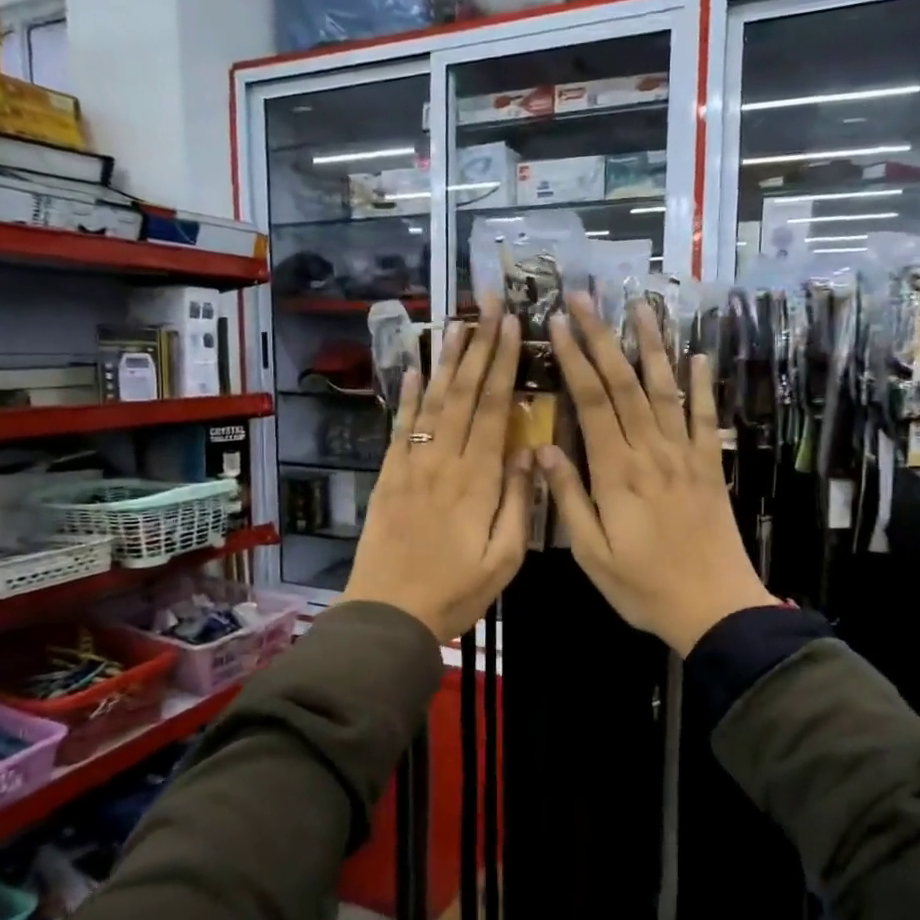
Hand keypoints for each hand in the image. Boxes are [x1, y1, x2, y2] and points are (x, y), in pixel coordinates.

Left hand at [342, 313, 532, 640]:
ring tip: (458, 323)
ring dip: (446, 361)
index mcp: (478, 480)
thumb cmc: (454, 592)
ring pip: (433, 402)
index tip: (513, 326)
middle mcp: (444, 461)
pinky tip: (414, 370)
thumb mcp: (503, 560)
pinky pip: (401, 428)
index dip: (504, 364)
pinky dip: (408, 396)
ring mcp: (412, 465)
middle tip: (489, 305)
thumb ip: (518, 504)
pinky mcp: (389, 476)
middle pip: (464, 394)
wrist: (388, 614)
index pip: (495, 409)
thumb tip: (531, 453)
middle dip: (479, 346)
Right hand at [539, 294, 776, 655]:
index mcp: (616, 472)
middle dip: (602, 336)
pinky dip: (701, 385)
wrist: (714, 607)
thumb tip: (543, 450)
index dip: (574, 359)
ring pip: (664, 389)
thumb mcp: (591, 554)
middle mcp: (651, 451)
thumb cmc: (644, 586)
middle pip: (624, 383)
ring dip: (651, 345)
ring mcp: (685, 455)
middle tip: (585, 297)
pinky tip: (697, 356)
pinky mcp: (710, 465)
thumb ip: (568, 499)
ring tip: (640, 305)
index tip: (557, 324)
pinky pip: (706, 417)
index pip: (591, 402)